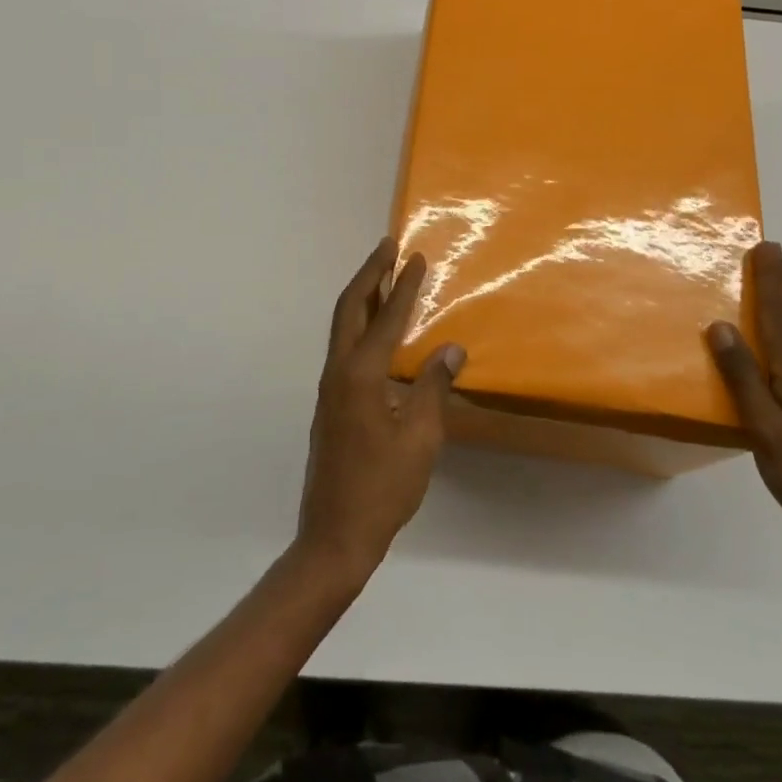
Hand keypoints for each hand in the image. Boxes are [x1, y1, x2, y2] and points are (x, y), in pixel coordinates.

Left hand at [295, 239, 464, 586]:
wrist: (334, 536)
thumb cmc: (382, 488)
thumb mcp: (420, 439)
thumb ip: (433, 388)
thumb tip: (451, 349)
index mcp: (360, 375)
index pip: (386, 318)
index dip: (404, 286)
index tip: (416, 256)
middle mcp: (338, 371)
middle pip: (350, 307)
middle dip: (370, 273)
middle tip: (387, 246)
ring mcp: (330, 388)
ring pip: (342, 326)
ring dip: (362, 296)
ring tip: (383, 275)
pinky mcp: (331, 404)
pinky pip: (345, 347)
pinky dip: (360, 323)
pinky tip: (377, 331)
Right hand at [708, 242, 781, 585]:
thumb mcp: (769, 431)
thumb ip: (744, 380)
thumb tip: (721, 325)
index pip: (781, 319)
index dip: (773, 283)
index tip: (766, 246)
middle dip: (778, 287)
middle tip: (768, 253)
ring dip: (778, 310)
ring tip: (762, 288)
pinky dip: (774, 342)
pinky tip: (763, 352)